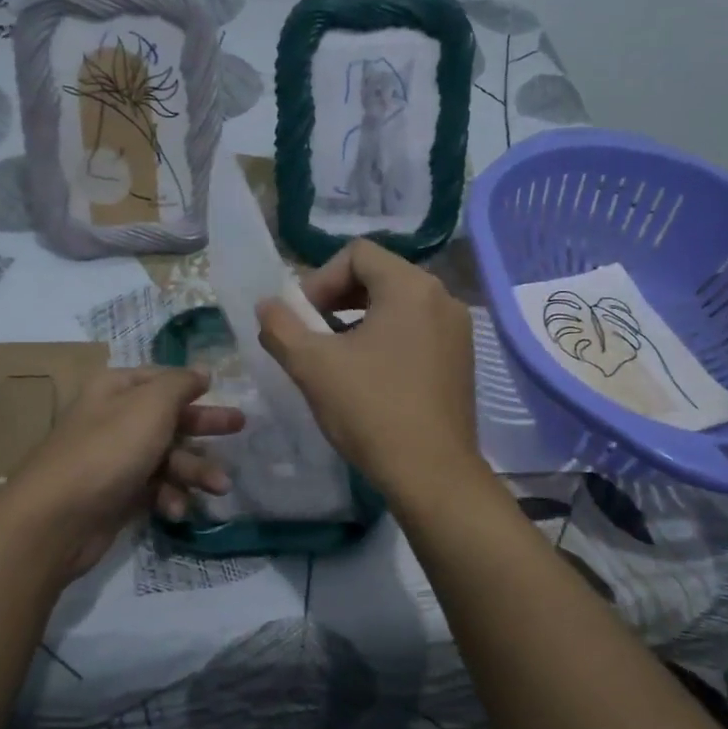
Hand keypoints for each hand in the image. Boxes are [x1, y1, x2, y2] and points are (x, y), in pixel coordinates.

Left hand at [9, 367, 243, 572]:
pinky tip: (176, 509)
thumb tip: (202, 370)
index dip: (190, 384)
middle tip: (240, 428)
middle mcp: (114, 420)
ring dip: (195, 471)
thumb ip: (180, 384)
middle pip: (169, 417)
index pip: (160, 379)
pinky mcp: (118, 495)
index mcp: (117, 390)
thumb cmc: (109, 450)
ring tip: (220, 487)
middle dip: (204, 426)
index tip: (221, 390)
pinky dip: (170, 497)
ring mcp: (116, 460)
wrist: (57, 519)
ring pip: (168, 457)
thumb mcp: (151, 406)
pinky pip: (155, 488)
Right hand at [255, 239, 478, 495]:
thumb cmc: (371, 410)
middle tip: (312, 334)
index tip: (302, 319)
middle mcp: (442, 297)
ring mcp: (458, 330)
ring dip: (359, 320)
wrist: (431, 474)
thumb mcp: (312, 366)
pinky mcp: (461, 360)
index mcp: (411, 287)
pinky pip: (417, 331)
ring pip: (398, 305)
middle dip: (337, 299)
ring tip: (335, 357)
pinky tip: (368, 376)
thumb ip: (280, 327)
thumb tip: (266, 306)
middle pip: (379, 276)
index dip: (319, 280)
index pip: (357, 254)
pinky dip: (387, 339)